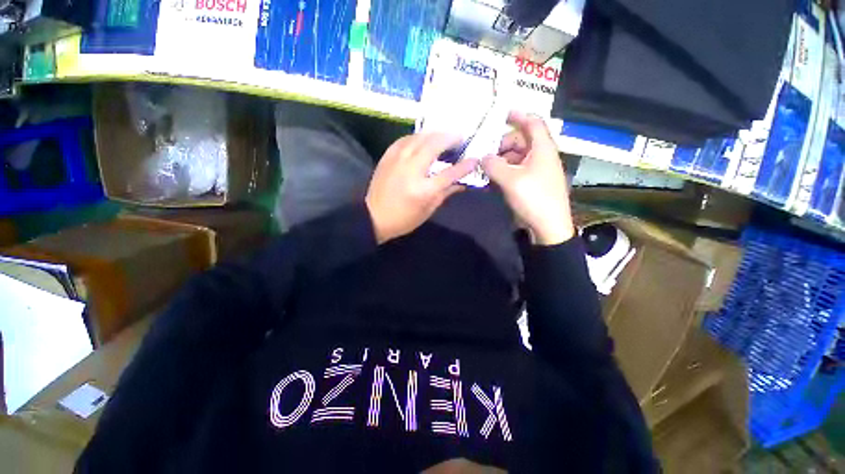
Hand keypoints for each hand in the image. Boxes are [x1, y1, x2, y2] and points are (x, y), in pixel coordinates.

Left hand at [366, 133, 476, 243]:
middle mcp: (411, 170)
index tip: (474, 159)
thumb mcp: (428, 210)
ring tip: (444, 135)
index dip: (464, 166)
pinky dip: (417, 137)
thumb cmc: (403, 219)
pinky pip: (404, 139)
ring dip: (434, 134)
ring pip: (419, 137)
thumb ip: (445, 193)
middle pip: (434, 146)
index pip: (449, 173)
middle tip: (460, 137)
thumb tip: (461, 182)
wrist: (373, 217)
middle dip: (450, 138)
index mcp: (423, 190)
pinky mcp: (387, 157)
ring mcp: (397, 161)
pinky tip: (423, 138)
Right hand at [482, 111, 574, 245]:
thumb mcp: (510, 180)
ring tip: (486, 168)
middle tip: (485, 152)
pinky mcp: (532, 184)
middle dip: (502, 144)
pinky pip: (517, 171)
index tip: (500, 114)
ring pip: (517, 157)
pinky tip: (493, 179)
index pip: (532, 122)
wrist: (548, 227)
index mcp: (542, 149)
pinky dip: (505, 171)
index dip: (518, 115)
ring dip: (501, 159)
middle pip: (521, 140)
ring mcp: (537, 171)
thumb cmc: (533, 199)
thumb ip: (493, 165)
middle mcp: (541, 156)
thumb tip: (483, 157)